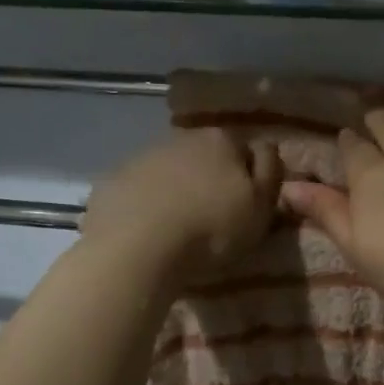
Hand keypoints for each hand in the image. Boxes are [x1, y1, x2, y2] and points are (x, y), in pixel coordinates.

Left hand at [82, 129, 283, 281]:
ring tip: (180, 228)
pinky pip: (140, 189)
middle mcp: (181, 138)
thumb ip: (270, 174)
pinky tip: (149, 232)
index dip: (251, 178)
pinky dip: (147, 204)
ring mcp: (143, 157)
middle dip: (212, 180)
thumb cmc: (210, 228)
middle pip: (206, 157)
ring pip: (171, 171)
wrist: (137, 247)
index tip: (249, 206)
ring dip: (178, 190)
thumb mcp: (260, 207)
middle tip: (215, 218)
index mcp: (222, 140)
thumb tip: (267, 150)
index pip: (246, 150)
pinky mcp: (113, 180)